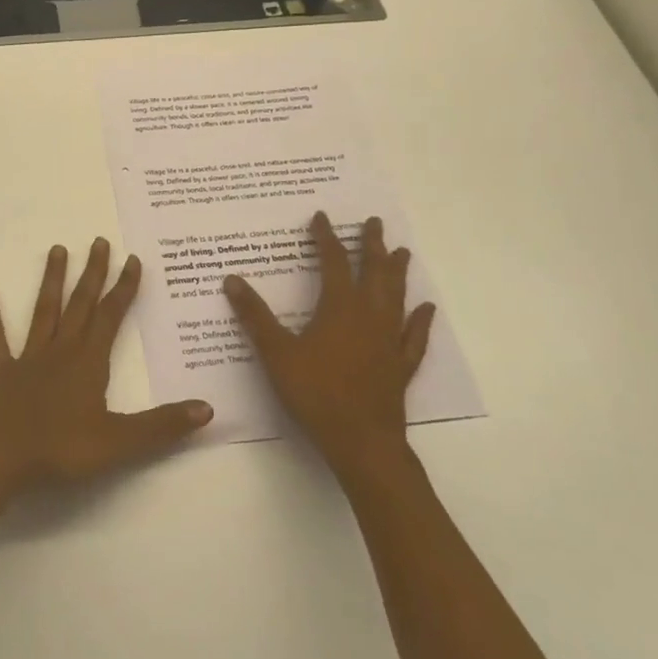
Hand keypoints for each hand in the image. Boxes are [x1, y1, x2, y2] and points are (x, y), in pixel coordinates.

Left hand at [0, 237, 213, 492]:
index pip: (111, 316)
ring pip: (44, 310)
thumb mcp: (120, 442)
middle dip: (93, 273)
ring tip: (57, 249)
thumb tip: (207, 408)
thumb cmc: (63, 449)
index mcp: (89, 361)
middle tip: (99, 241)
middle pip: (80, 304)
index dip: (124, 288)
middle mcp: (61, 349)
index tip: (132, 259)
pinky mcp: (3, 370)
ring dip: (52, 280)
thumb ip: (162, 425)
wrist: (4, 458)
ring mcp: (29, 357)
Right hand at [224, 212, 434, 481]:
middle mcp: (369, 316)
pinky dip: (421, 320)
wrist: (361, 442)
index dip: (326, 238)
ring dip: (398, 273)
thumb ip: (254, 315)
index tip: (322, 217)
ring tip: (402, 252)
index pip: (333, 262)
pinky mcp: (401, 366)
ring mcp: (389, 341)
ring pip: (397, 297)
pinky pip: (414, 336)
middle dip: (372, 245)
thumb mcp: (276, 352)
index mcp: (339, 308)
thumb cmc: (315, 393)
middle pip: (373, 272)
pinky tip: (426, 309)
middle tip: (375, 222)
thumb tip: (231, 280)